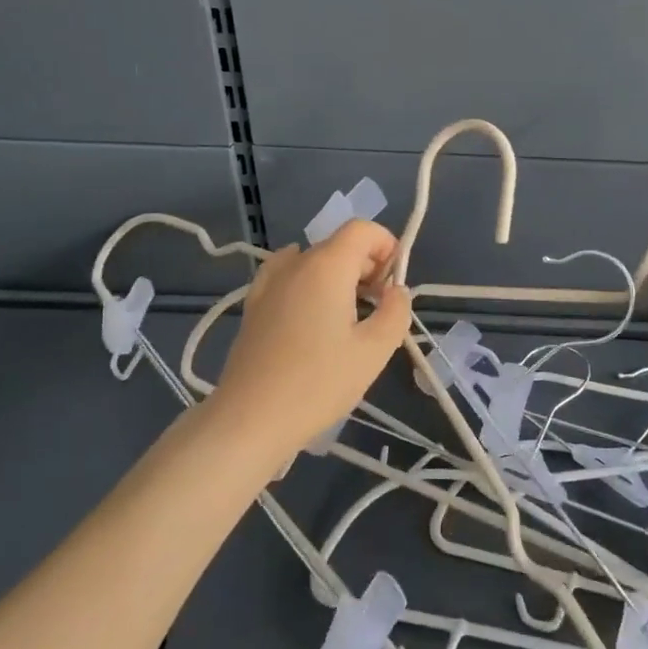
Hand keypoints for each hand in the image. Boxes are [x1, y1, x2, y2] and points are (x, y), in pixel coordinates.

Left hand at [214, 220, 412, 454]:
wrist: (251, 418)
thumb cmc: (318, 383)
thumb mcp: (374, 351)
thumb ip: (396, 311)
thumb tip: (397, 291)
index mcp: (327, 266)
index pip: (362, 230)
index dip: (386, 246)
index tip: (394, 284)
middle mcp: (296, 263)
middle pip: (339, 245)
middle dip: (367, 266)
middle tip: (379, 308)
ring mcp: (269, 283)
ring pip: (313, 260)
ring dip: (338, 276)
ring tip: (347, 316)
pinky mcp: (253, 305)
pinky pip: (286, 276)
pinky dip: (307, 282)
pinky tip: (311, 308)